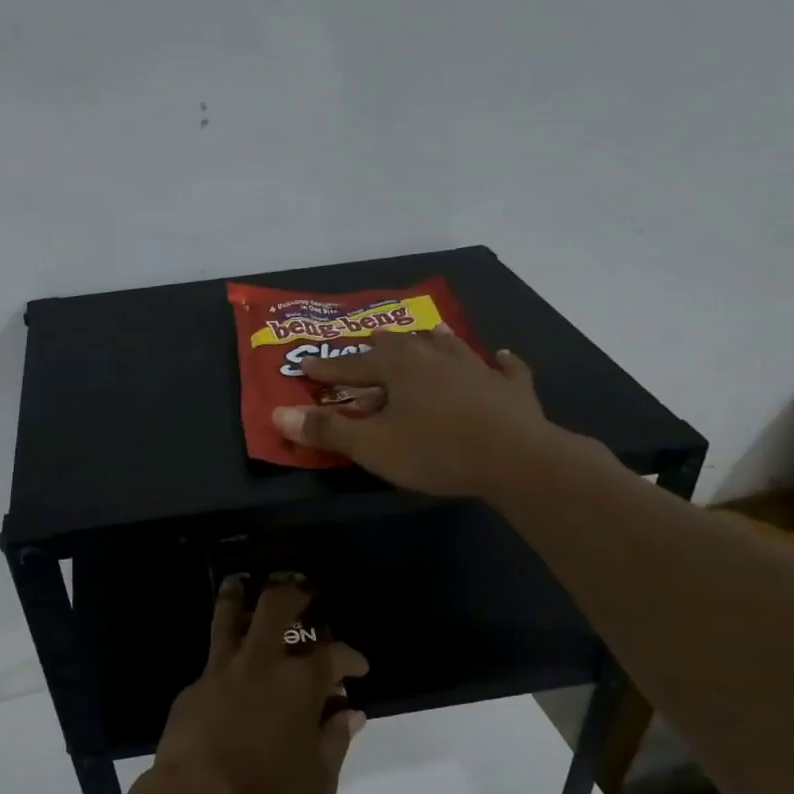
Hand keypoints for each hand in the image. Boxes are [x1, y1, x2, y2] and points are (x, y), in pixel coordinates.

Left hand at [150, 578, 368, 793]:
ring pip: (229, 615)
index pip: (334, 654)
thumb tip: (351, 713)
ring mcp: (221, 669)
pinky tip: (227, 671)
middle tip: (303, 592)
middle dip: (294, 593)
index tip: (357, 667)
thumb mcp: (318, 780)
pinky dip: (224, 656)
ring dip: (238, 595)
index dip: (350, 657)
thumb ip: (336, 741)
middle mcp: (260, 662)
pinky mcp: (193, 687)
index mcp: (299, 682)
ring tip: (240, 583)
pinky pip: (212, 660)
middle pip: (276, 607)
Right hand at [271, 328, 561, 497]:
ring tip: (425, 334)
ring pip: (448, 344)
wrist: (516, 458)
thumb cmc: (435, 450)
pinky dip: (499, 362)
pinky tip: (500, 357)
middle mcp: (434, 356)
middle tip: (365, 346)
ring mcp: (477, 368)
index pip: (350, 364)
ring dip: (432, 341)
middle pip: (398, 342)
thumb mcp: (372, 446)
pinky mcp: (511, 388)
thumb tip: (278, 414)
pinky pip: (505, 368)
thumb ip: (326, 429)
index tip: (304, 366)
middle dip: (376, 346)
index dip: (325, 369)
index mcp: (397, 366)